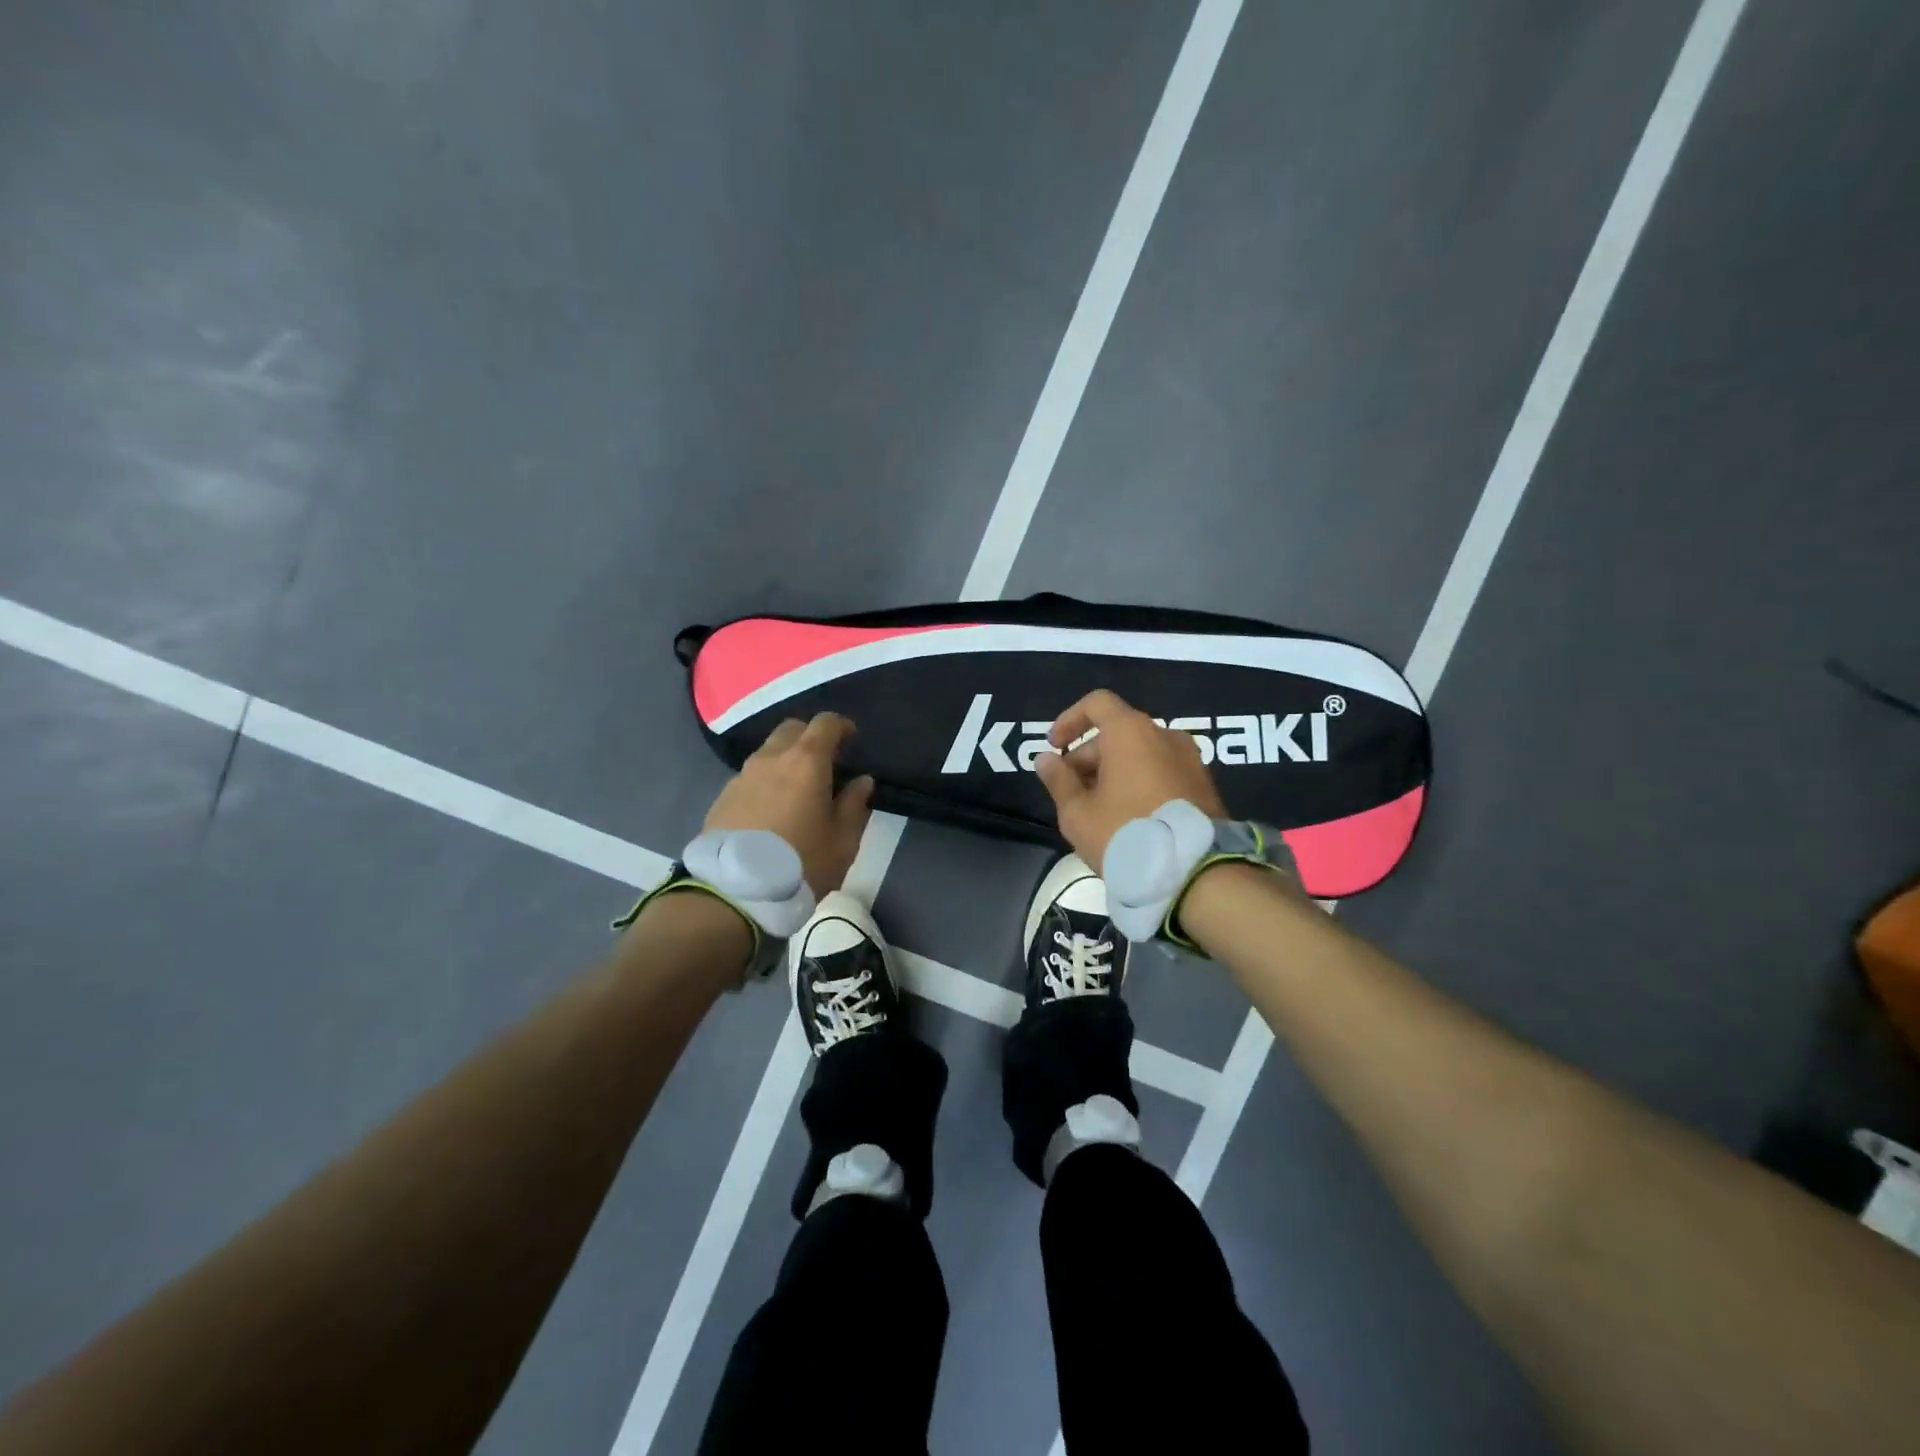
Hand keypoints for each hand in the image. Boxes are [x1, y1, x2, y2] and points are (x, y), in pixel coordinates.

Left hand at [704, 714, 873, 894]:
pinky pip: (750, 777)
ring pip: (768, 752)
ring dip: (785, 761)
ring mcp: (742, 776)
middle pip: (792, 730)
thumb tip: (862, 782)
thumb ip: (854, 805)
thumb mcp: (842, 841)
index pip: (825, 723)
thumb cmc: (801, 863)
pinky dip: (766, 782)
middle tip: (824, 762)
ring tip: (797, 790)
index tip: (851, 738)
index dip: (841, 726)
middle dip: (810, 737)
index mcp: (806, 762)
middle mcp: (771, 758)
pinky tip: (771, 811)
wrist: (734, 892)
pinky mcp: (722, 797)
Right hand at [1035, 689, 1227, 869]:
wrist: (1195, 874)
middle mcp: (1164, 735)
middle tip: (1070, 794)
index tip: (1054, 747)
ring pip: (1140, 754)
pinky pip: (1161, 771)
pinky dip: (1139, 783)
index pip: (1097, 703)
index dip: (1069, 720)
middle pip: (1117, 732)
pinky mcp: (1204, 785)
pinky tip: (1128, 818)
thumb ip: (1058, 781)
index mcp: (1131, 732)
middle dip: (1088, 757)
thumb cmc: (1126, 834)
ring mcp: (1190, 759)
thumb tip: (1046, 759)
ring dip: (1113, 772)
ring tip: (1097, 811)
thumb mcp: (1077, 813)